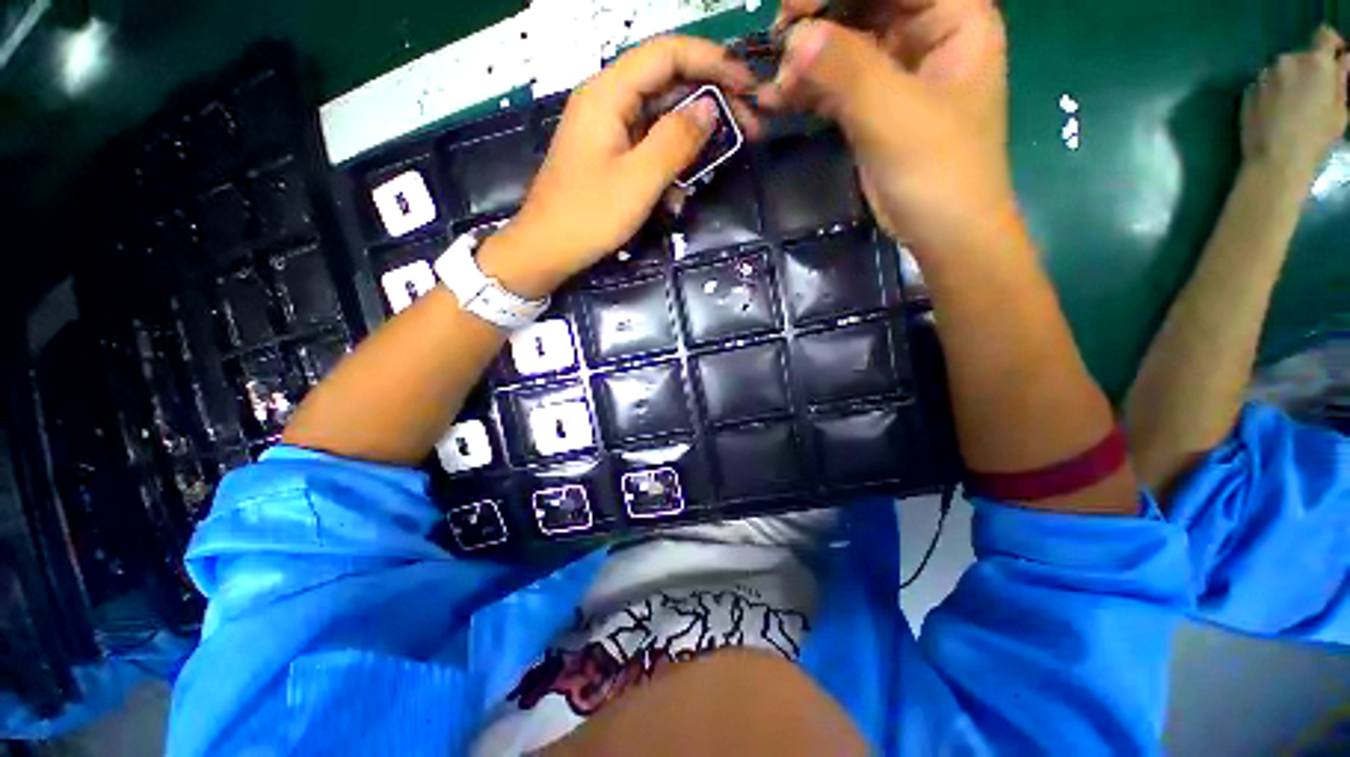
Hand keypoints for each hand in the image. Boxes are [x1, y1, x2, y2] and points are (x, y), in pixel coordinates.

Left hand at [484, 37, 757, 297]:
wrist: (547, 249)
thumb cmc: (589, 216)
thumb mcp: (639, 180)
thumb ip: (676, 140)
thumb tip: (711, 108)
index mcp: (608, 93)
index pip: (668, 54)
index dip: (713, 62)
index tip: (748, 87)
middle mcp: (608, 101)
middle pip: (668, 84)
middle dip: (710, 103)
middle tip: (748, 129)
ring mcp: (609, 129)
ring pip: (662, 119)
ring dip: (692, 141)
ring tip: (718, 164)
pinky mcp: (611, 155)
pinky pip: (649, 148)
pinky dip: (670, 165)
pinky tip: (678, 195)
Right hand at [759, 0, 1012, 254]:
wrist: (942, 233)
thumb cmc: (938, 172)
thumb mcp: (895, 115)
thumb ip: (846, 70)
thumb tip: (794, 38)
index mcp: (953, 18)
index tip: (793, 9)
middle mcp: (926, 34)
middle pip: (864, 3)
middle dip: (818, 21)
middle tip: (778, 45)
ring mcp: (897, 71)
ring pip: (844, 44)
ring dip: (806, 59)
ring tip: (774, 84)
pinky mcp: (873, 106)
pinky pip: (835, 83)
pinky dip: (807, 90)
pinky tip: (779, 99)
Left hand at [1242, 26, 1349, 181]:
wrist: (1274, 160)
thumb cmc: (1315, 137)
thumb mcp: (1340, 110)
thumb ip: (1341, 80)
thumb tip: (1344, 60)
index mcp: (1315, 62)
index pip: (1325, 35)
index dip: (1332, 44)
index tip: (1336, 57)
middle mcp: (1287, 60)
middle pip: (1302, 56)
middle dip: (1309, 69)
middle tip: (1314, 94)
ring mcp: (1264, 75)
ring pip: (1282, 70)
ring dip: (1290, 80)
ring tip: (1293, 107)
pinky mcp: (1248, 91)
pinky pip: (1265, 85)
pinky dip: (1273, 92)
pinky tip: (1276, 113)